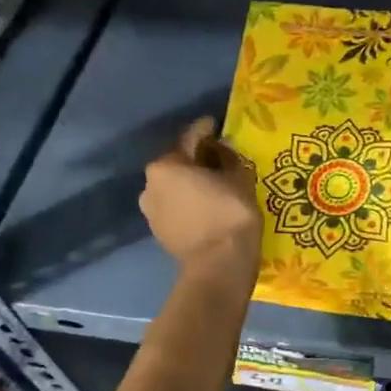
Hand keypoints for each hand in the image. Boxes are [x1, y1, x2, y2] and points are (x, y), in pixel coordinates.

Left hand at [141, 117, 261, 284]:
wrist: (219, 266)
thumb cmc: (230, 214)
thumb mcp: (239, 178)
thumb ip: (229, 158)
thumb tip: (222, 148)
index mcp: (166, 165)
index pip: (190, 138)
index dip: (206, 129)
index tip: (216, 124)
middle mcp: (150, 185)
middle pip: (178, 163)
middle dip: (197, 159)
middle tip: (219, 158)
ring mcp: (151, 211)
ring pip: (175, 188)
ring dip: (191, 184)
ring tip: (214, 185)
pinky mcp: (159, 232)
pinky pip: (176, 208)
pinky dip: (190, 204)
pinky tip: (207, 207)